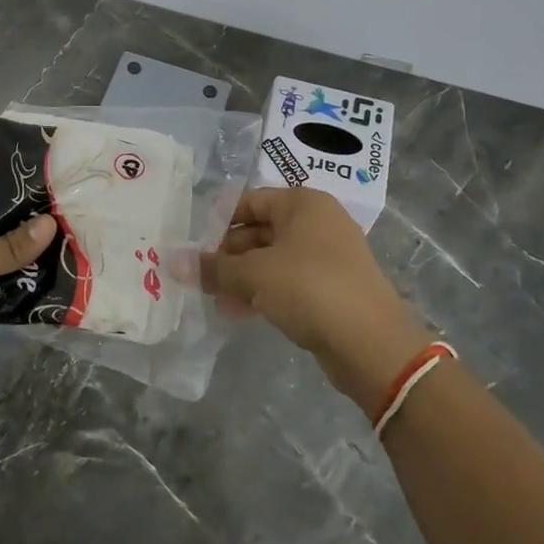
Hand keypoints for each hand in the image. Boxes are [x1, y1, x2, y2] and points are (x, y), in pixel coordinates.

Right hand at [201, 187, 429, 413]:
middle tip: (199, 278)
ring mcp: (328, 256)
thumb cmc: (309, 288)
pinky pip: (288, 281)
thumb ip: (213, 268)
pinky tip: (240, 312)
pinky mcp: (331, 287)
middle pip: (260, 230)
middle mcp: (318, 222)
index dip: (219, 221)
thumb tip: (173, 262)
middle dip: (228, 255)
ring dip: (242, 277)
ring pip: (272, 259)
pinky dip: (263, 292)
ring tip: (214, 299)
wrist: (370, 342)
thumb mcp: (254, 275)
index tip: (192, 245)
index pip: (250, 201)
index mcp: (303, 204)